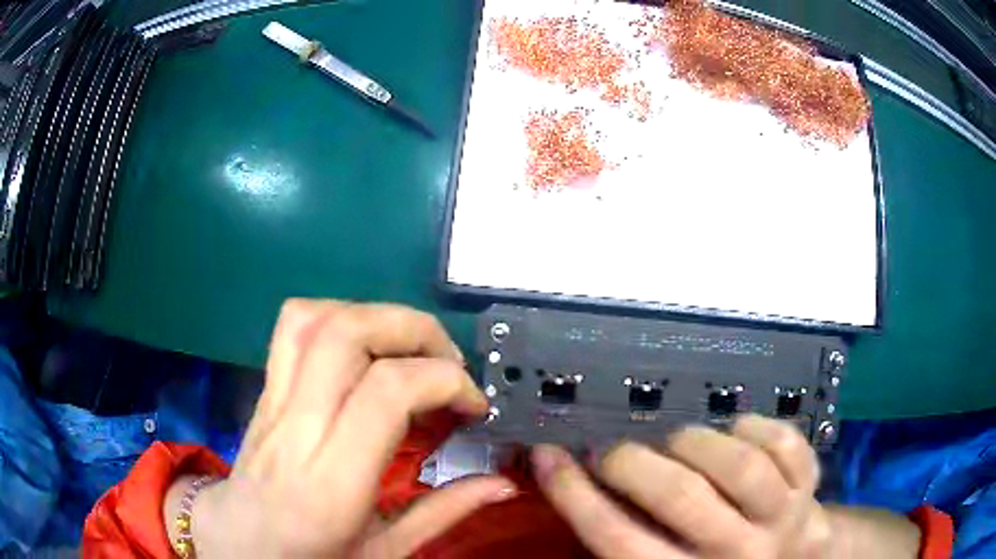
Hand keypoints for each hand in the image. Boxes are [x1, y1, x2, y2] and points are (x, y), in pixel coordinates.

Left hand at [183, 300, 515, 557]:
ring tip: (410, 350)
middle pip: (348, 333)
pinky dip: (338, 316)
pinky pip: (293, 327)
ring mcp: (272, 400)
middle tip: (449, 363)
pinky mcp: (265, 389)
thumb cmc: (310, 557)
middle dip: (415, 330)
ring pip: (315, 318)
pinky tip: (365, 350)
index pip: (387, 392)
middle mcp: (296, 428)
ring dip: (377, 316)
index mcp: (332, 482)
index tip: (473, 405)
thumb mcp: (384, 552)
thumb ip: (443, 513)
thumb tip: (503, 483)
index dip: (445, 380)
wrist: (239, 542)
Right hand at [531, 415, 917, 558]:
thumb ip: (635, 543)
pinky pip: (786, 444)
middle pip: (680, 499)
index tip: (546, 457)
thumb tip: (584, 494)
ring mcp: (783, 516)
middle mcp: (737, 553)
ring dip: (695, 442)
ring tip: (678, 441)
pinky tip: (738, 431)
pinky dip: (756, 426)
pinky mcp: (811, 484)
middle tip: (612, 451)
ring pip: (739, 466)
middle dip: (631, 463)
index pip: (618, 541)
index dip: (575, 497)